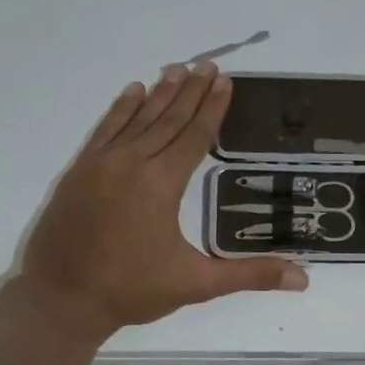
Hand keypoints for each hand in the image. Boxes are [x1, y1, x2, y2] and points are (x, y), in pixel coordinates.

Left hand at [15, 64, 307, 340]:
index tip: (225, 80)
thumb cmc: (131, 290)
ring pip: (136, 119)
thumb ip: (249, 275)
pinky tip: (132, 92)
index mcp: (161, 184)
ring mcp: (100, 164)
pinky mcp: (78, 171)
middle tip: (207, 65)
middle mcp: (131, 163)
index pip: (193, 136)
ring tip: (177, 69)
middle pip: (167, 119)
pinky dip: (120, 109)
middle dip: (190, 91)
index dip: (212, 108)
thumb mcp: (196, 284)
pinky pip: (104, 130)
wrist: (61, 299)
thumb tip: (303, 279)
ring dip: (159, 94)